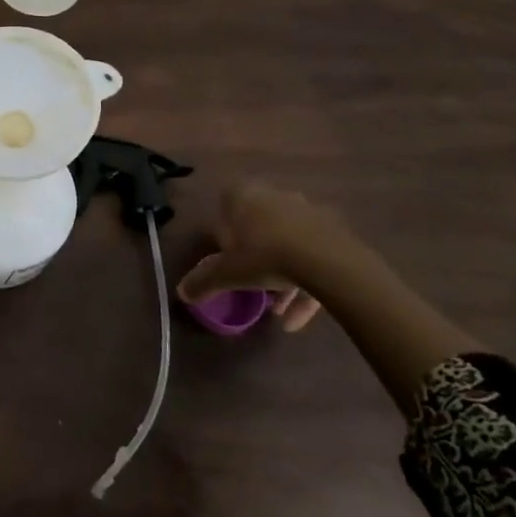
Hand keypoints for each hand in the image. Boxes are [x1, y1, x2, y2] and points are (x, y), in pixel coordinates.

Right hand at [176, 181, 384, 333]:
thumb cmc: (266, 256)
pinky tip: (300, 320)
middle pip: (260, 227)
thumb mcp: (229, 273)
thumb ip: (204, 281)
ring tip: (280, 311)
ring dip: (283, 277)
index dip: (226, 233)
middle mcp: (275, 196)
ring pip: (289, 244)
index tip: (228, 259)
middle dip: (256, 257)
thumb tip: (181, 293)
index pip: (227, 206)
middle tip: (254, 285)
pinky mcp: (334, 231)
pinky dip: (306, 285)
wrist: (328, 261)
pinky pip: (314, 257)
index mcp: (246, 196)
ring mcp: (307, 212)